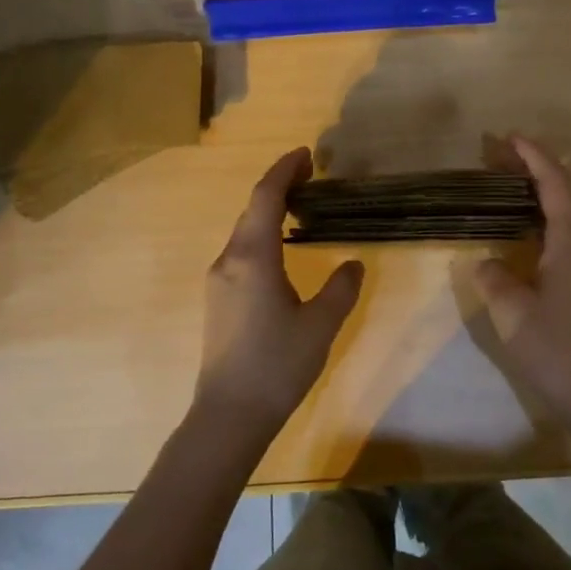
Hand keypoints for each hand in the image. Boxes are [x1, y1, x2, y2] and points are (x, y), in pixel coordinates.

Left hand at [194, 148, 364, 441]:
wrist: (229, 414)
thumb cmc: (277, 365)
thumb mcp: (321, 324)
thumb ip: (341, 288)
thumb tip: (353, 263)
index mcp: (253, 258)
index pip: (265, 197)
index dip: (284, 171)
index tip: (305, 155)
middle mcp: (228, 261)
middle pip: (251, 210)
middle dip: (278, 188)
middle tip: (311, 178)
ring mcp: (218, 281)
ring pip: (243, 233)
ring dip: (268, 213)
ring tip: (300, 209)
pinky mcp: (217, 300)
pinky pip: (240, 253)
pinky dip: (261, 237)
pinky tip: (281, 251)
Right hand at [475, 136, 570, 429]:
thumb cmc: (557, 349)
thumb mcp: (513, 312)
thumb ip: (494, 278)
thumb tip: (486, 263)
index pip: (555, 185)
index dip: (534, 157)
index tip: (509, 137)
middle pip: (561, 195)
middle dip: (532, 171)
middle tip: (495, 158)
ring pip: (563, 218)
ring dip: (535, 198)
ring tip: (501, 189)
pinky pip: (563, 239)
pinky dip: (539, 223)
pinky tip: (518, 235)